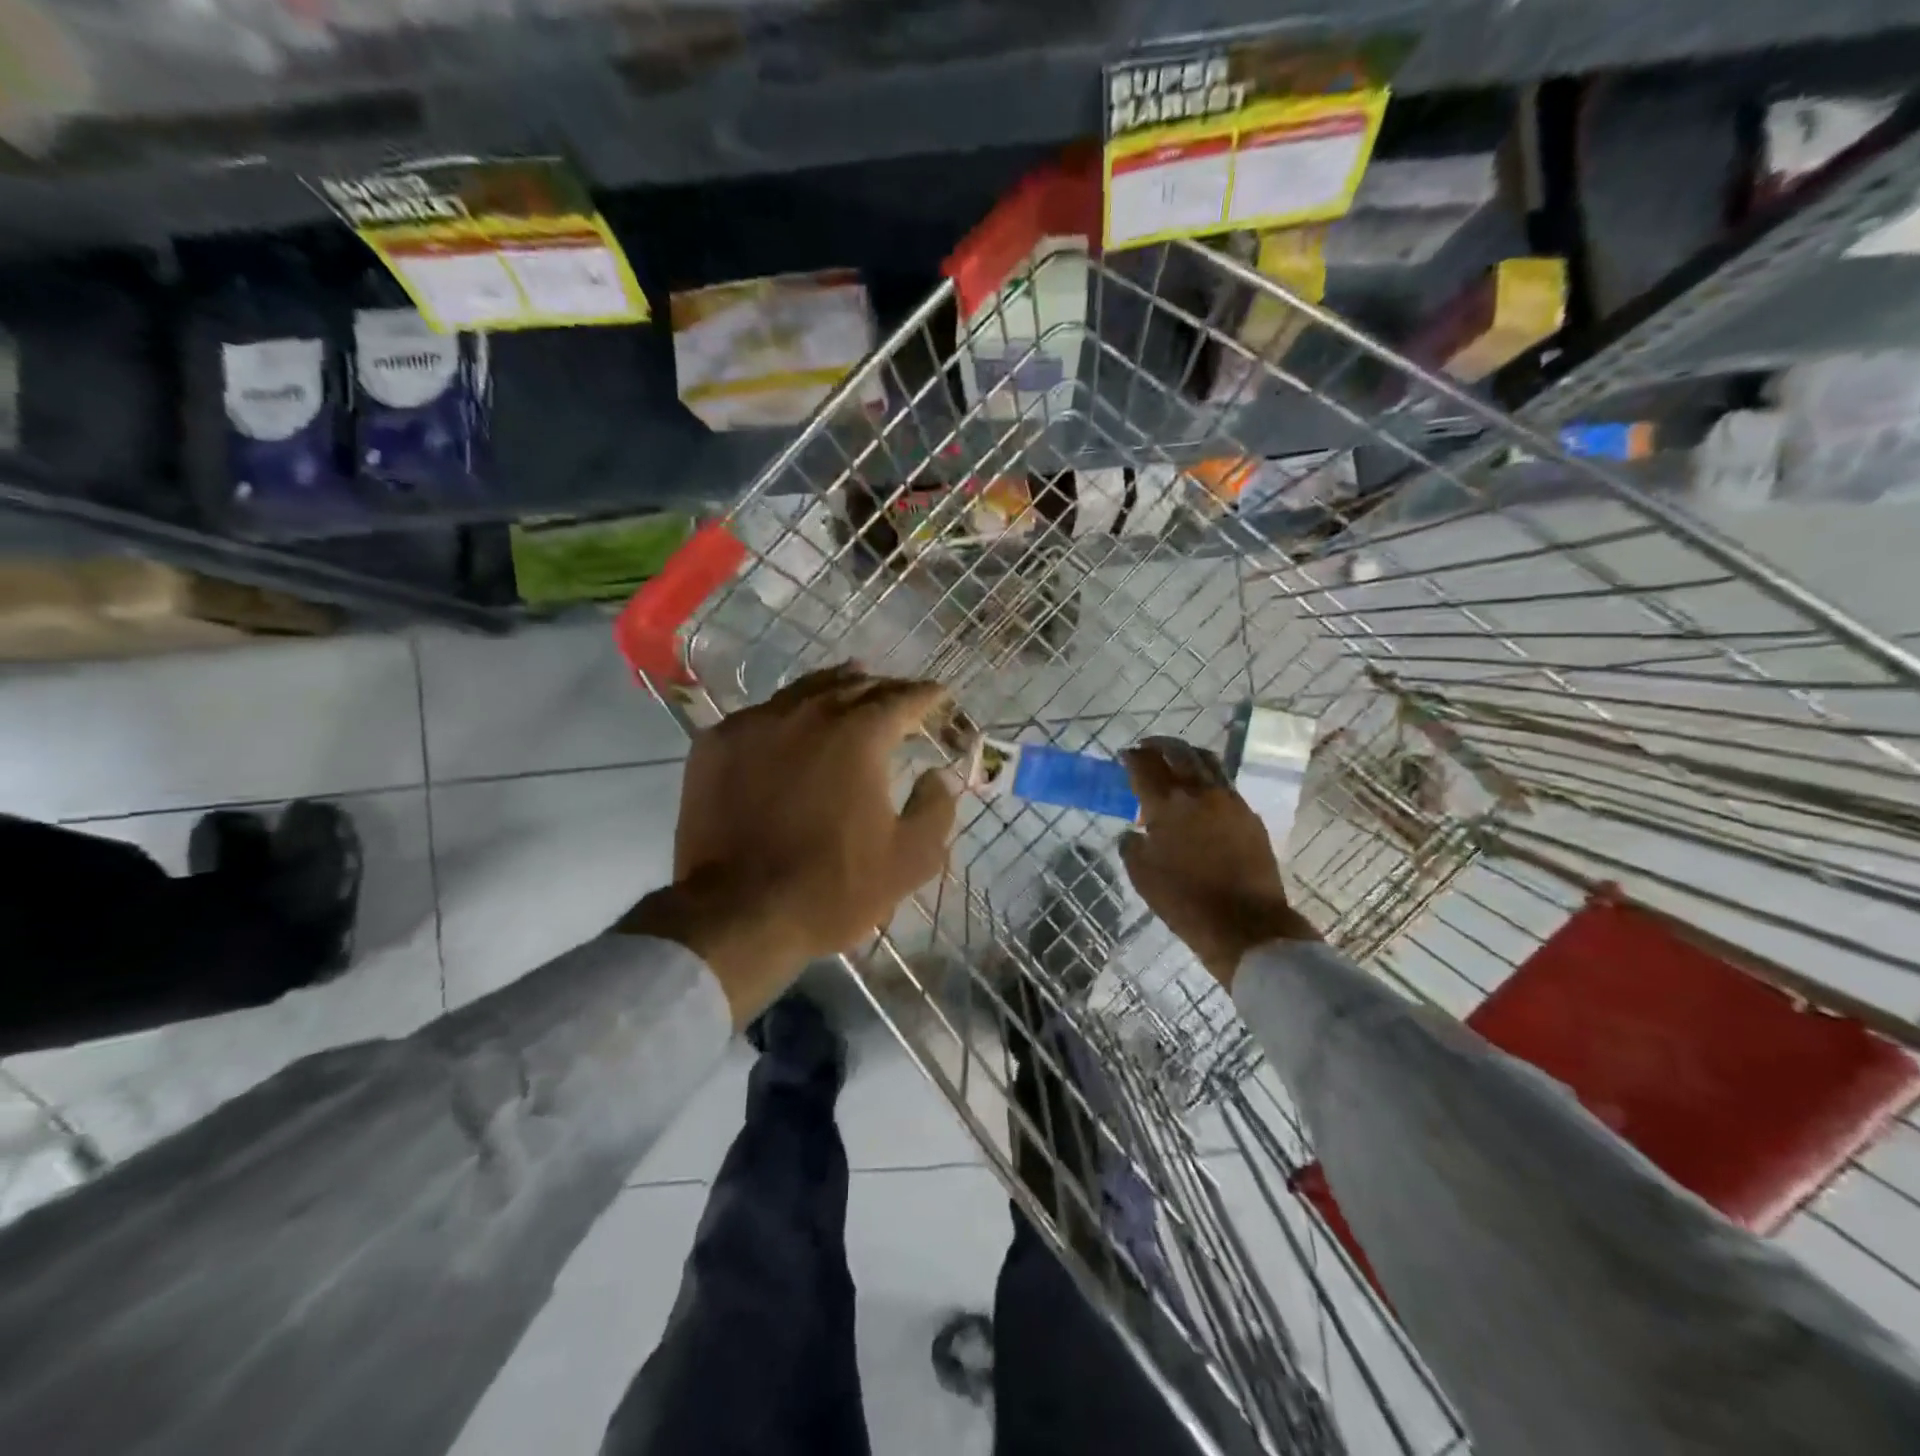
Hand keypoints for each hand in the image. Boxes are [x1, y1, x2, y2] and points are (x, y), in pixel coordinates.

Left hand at [622, 664, 958, 1024]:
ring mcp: (755, 724)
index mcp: (859, 735)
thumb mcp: (908, 860)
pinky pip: (761, 714)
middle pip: (853, 686)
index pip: (902, 699)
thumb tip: (938, 775)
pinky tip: (790, 724)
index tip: (939, 694)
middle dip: (883, 688)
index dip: (926, 695)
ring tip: (851, 684)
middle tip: (899, 695)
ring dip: (836, 688)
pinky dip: (787, 713)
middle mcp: (807, 714)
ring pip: (804, 691)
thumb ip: (935, 809)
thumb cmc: (831, 888)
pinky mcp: (715, 744)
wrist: (735, 913)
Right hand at [1119, 736, 1317, 988]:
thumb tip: (1135, 831)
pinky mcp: (1249, 815)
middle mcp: (1199, 792)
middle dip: (1159, 745)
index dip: (1132, 757)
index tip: (1125, 756)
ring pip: (1206, 761)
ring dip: (1186, 755)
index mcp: (1167, 804)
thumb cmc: (1184, 901)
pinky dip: (1207, 778)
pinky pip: (1224, 783)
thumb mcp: (1142, 875)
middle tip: (1147, 749)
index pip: (1144, 765)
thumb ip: (1132, 845)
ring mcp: (1229, 800)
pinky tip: (1200, 793)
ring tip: (1175, 762)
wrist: (1245, 925)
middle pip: (1178, 751)